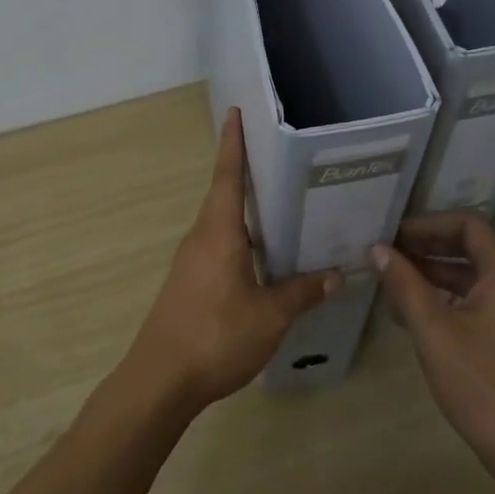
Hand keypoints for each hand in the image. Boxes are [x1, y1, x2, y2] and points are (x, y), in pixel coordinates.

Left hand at [125, 108, 339, 411]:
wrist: (160, 380)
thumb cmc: (215, 336)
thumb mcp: (269, 316)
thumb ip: (302, 293)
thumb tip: (335, 275)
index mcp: (219, 233)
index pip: (227, 177)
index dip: (233, 144)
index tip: (235, 112)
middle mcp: (201, 238)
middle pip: (225, 195)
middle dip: (247, 173)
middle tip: (281, 158)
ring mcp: (191, 261)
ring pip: (222, 224)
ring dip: (246, 210)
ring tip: (282, 204)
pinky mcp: (189, 283)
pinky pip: (219, 246)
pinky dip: (242, 239)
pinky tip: (264, 256)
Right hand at [372, 212, 494, 474]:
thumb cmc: (479, 384)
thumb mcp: (433, 331)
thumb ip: (404, 285)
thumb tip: (377, 249)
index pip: (469, 225)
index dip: (429, 223)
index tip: (394, 234)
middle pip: (471, 247)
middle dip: (428, 247)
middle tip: (387, 253)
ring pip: (473, 276)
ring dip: (434, 273)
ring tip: (392, 280)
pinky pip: (479, 300)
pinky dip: (448, 297)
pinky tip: (414, 312)